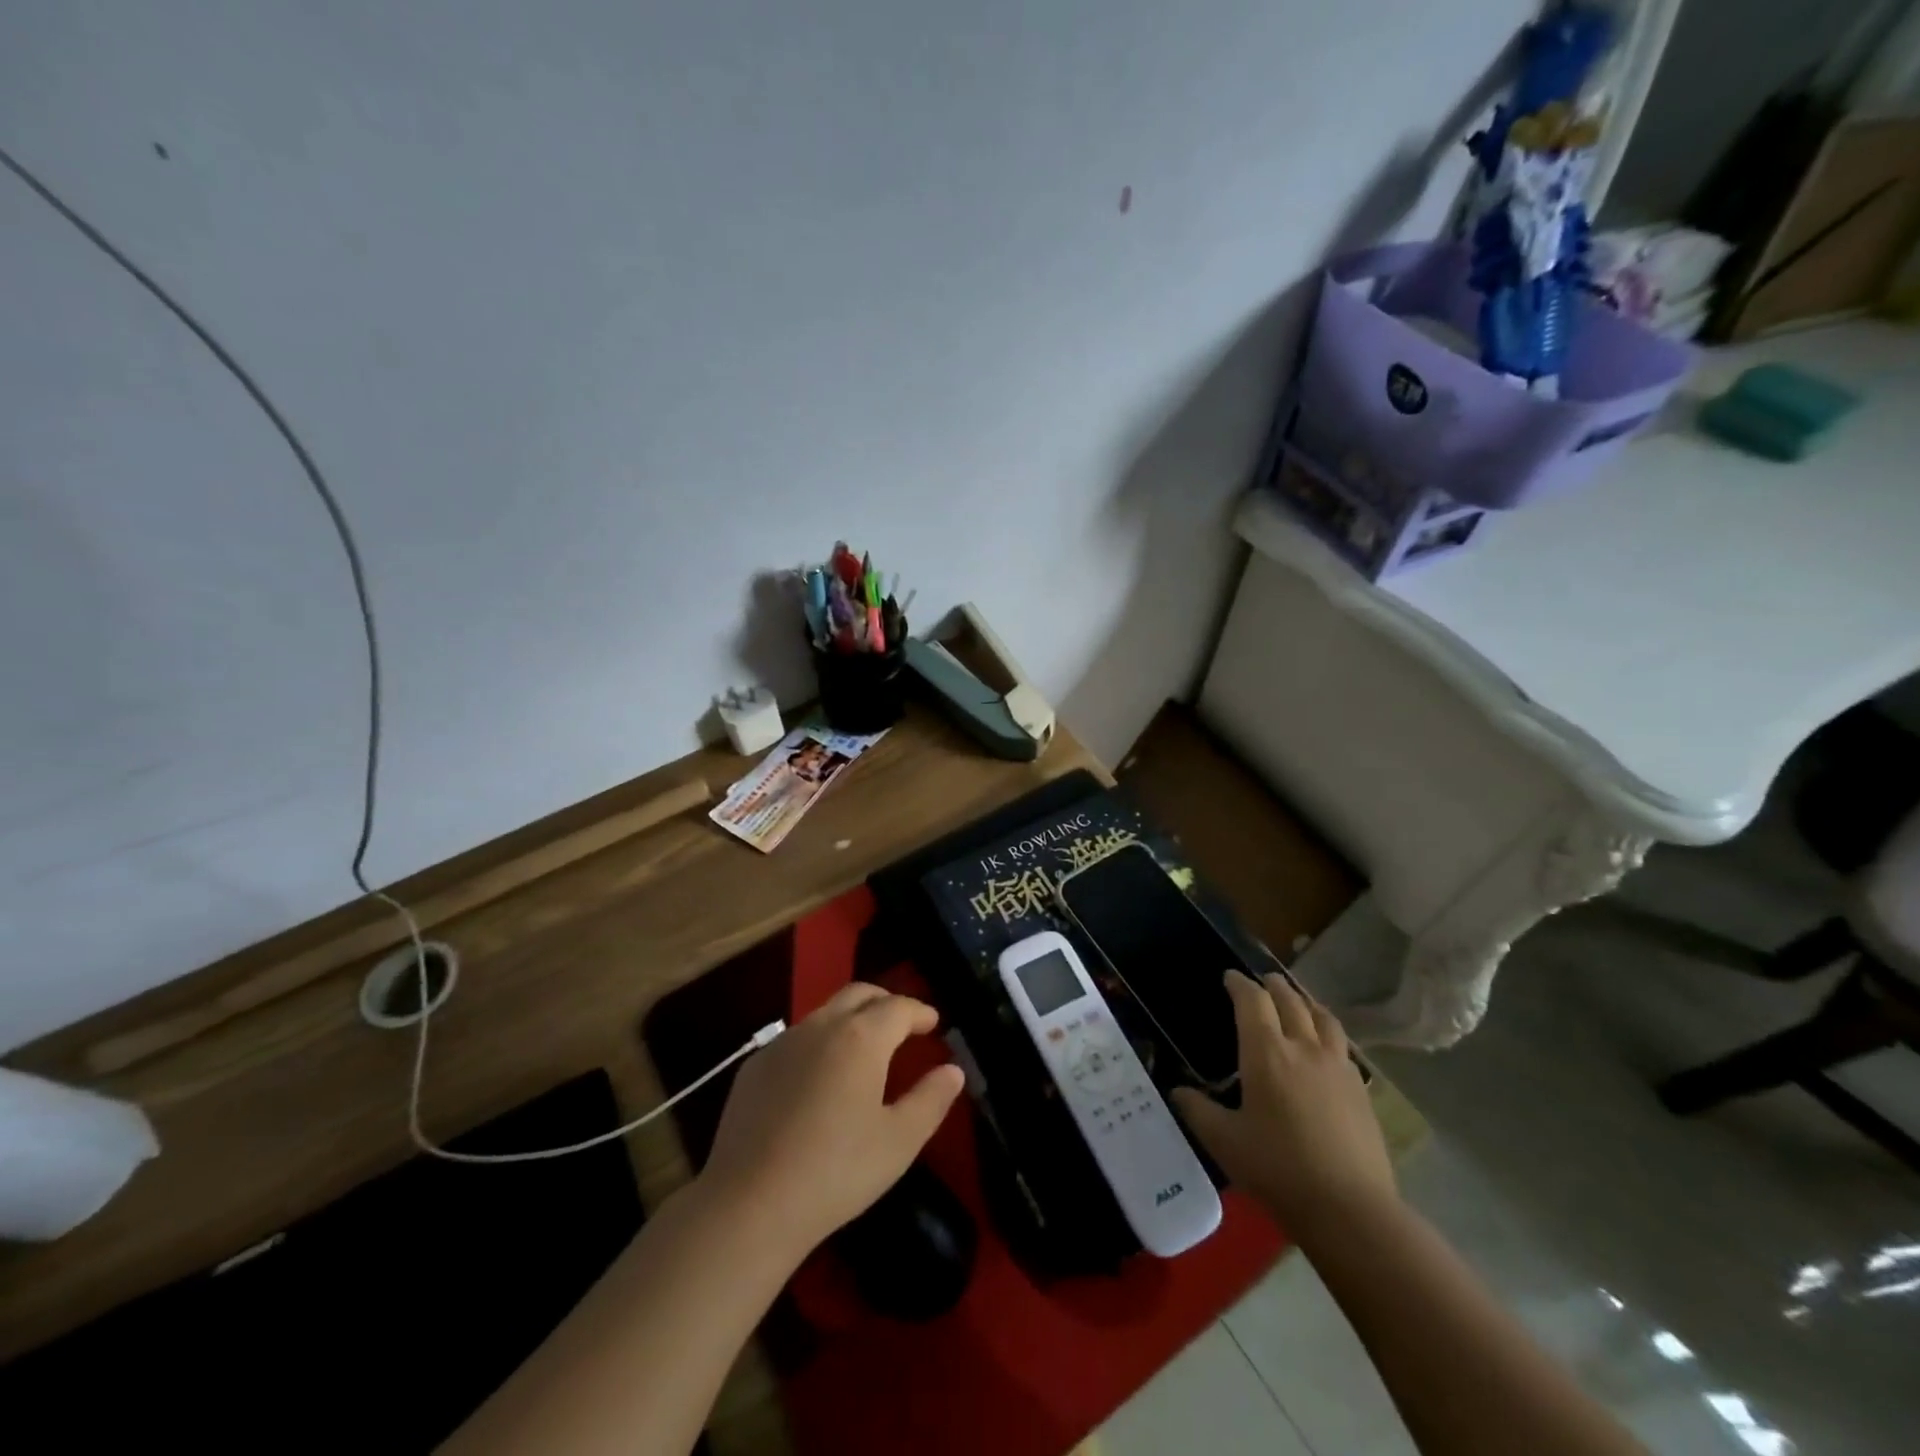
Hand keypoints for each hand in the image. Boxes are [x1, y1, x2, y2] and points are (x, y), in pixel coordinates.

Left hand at [697, 983, 965, 1263]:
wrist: (749, 1204)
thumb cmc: (836, 1172)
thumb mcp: (899, 1142)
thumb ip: (931, 1099)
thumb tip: (953, 1070)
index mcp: (861, 1038)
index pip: (898, 1007)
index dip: (920, 1011)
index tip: (934, 1023)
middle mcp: (821, 1026)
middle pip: (859, 994)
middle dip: (886, 1001)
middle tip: (903, 1023)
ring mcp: (783, 1043)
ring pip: (825, 1012)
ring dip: (852, 1018)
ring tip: (866, 1048)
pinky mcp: (755, 1066)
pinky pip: (797, 1039)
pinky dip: (820, 1042)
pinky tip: (820, 1077)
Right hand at [1171, 971, 1394, 1239]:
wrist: (1351, 1209)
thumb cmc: (1278, 1170)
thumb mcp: (1224, 1142)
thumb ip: (1197, 1111)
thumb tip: (1177, 1092)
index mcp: (1267, 1053)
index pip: (1252, 1001)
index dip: (1239, 984)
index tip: (1230, 977)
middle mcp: (1304, 1048)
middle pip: (1290, 1000)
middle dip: (1273, 985)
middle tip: (1263, 981)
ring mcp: (1338, 1067)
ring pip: (1323, 1017)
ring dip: (1305, 1002)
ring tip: (1297, 1001)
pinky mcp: (1361, 1089)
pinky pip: (1342, 1045)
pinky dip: (1327, 1031)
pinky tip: (1325, 1046)